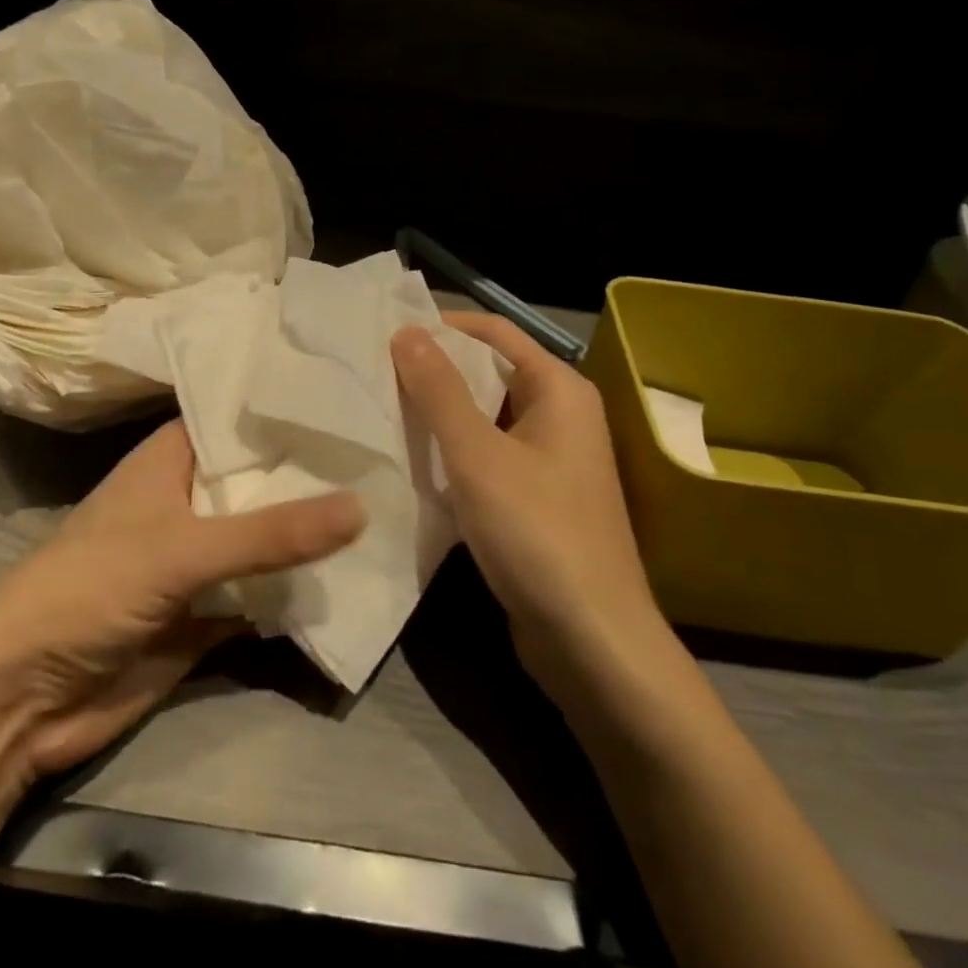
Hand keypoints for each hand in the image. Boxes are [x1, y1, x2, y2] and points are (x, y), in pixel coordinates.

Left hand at [0, 419, 363, 798]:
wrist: (23, 700)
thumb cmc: (89, 590)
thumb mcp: (181, 549)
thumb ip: (271, 533)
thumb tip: (361, 507)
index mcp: (170, 460)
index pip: (236, 416)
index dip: (285, 404)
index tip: (348, 392)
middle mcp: (188, 500)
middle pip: (260, 478)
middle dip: (313, 471)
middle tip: (386, 446)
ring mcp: (200, 558)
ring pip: (266, 537)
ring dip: (312, 531)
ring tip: (388, 499)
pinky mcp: (208, 611)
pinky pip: (264, 592)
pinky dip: (299, 589)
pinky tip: (357, 572)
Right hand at [392, 313, 668, 711]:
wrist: (592, 641)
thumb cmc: (537, 533)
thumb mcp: (478, 456)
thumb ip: (441, 390)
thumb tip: (407, 331)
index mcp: (559, 389)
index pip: (495, 332)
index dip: (444, 326)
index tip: (388, 333)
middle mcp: (561, 414)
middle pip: (490, 373)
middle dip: (436, 371)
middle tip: (375, 373)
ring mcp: (551, 460)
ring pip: (486, 418)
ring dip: (441, 414)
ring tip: (383, 411)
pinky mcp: (536, 498)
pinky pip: (489, 456)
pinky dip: (454, 452)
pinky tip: (413, 461)